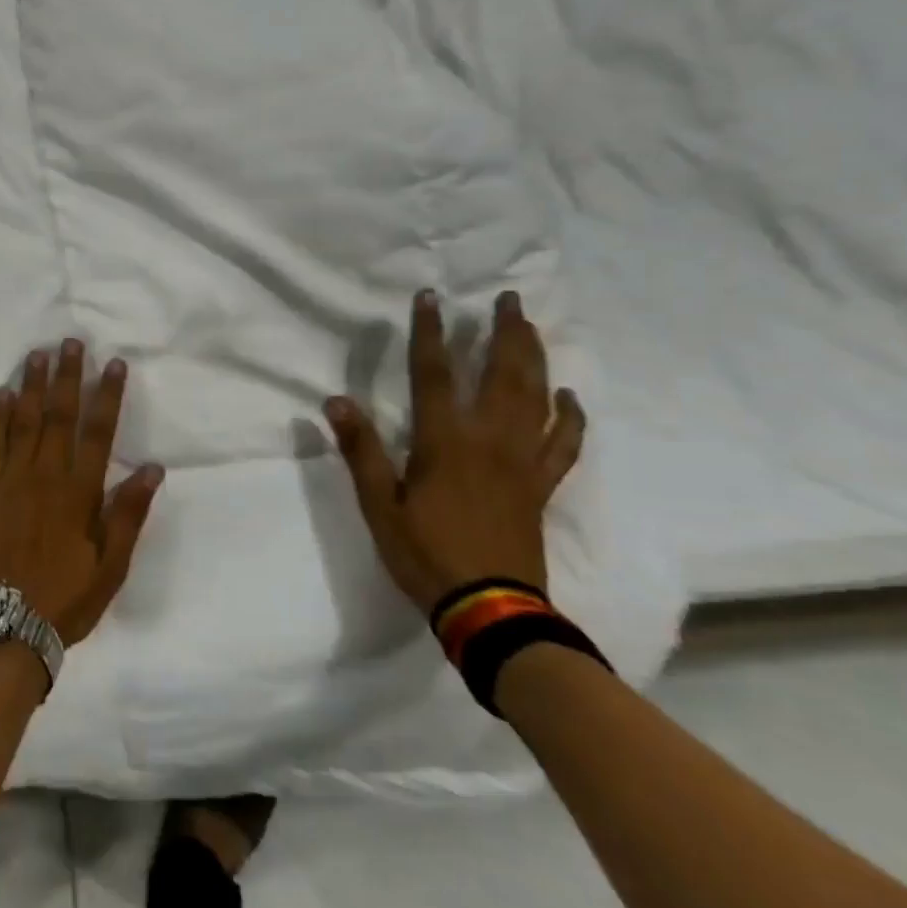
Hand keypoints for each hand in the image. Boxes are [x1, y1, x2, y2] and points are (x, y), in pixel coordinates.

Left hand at [0, 340, 164, 645]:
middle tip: (70, 342)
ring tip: (36, 355)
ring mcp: (12, 480)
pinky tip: (1, 394)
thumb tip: (152, 467)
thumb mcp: (112, 565)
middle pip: (59, 415)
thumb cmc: (66, 596)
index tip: (113, 364)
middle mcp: (45, 475)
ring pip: (24, 422)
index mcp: (79, 491)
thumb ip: (129, 513)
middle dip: (67, 376)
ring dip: (31, 386)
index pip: (98, 432)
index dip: (107, 396)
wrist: (6, 624)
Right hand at [324, 289, 584, 616]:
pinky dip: (570, 417)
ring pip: (536, 399)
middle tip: (508, 298)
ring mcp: (522, 462)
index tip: (430, 298)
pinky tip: (569, 397)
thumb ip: (361, 451)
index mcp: (444, 442)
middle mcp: (489, 441)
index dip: (430, 333)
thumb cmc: (425, 554)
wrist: (490, 608)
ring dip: (535, 359)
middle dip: (504, 332)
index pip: (434, 375)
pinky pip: (563, 444)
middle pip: (502, 374)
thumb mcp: (379, 505)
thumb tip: (336, 401)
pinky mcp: (540, 486)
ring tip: (532, 328)